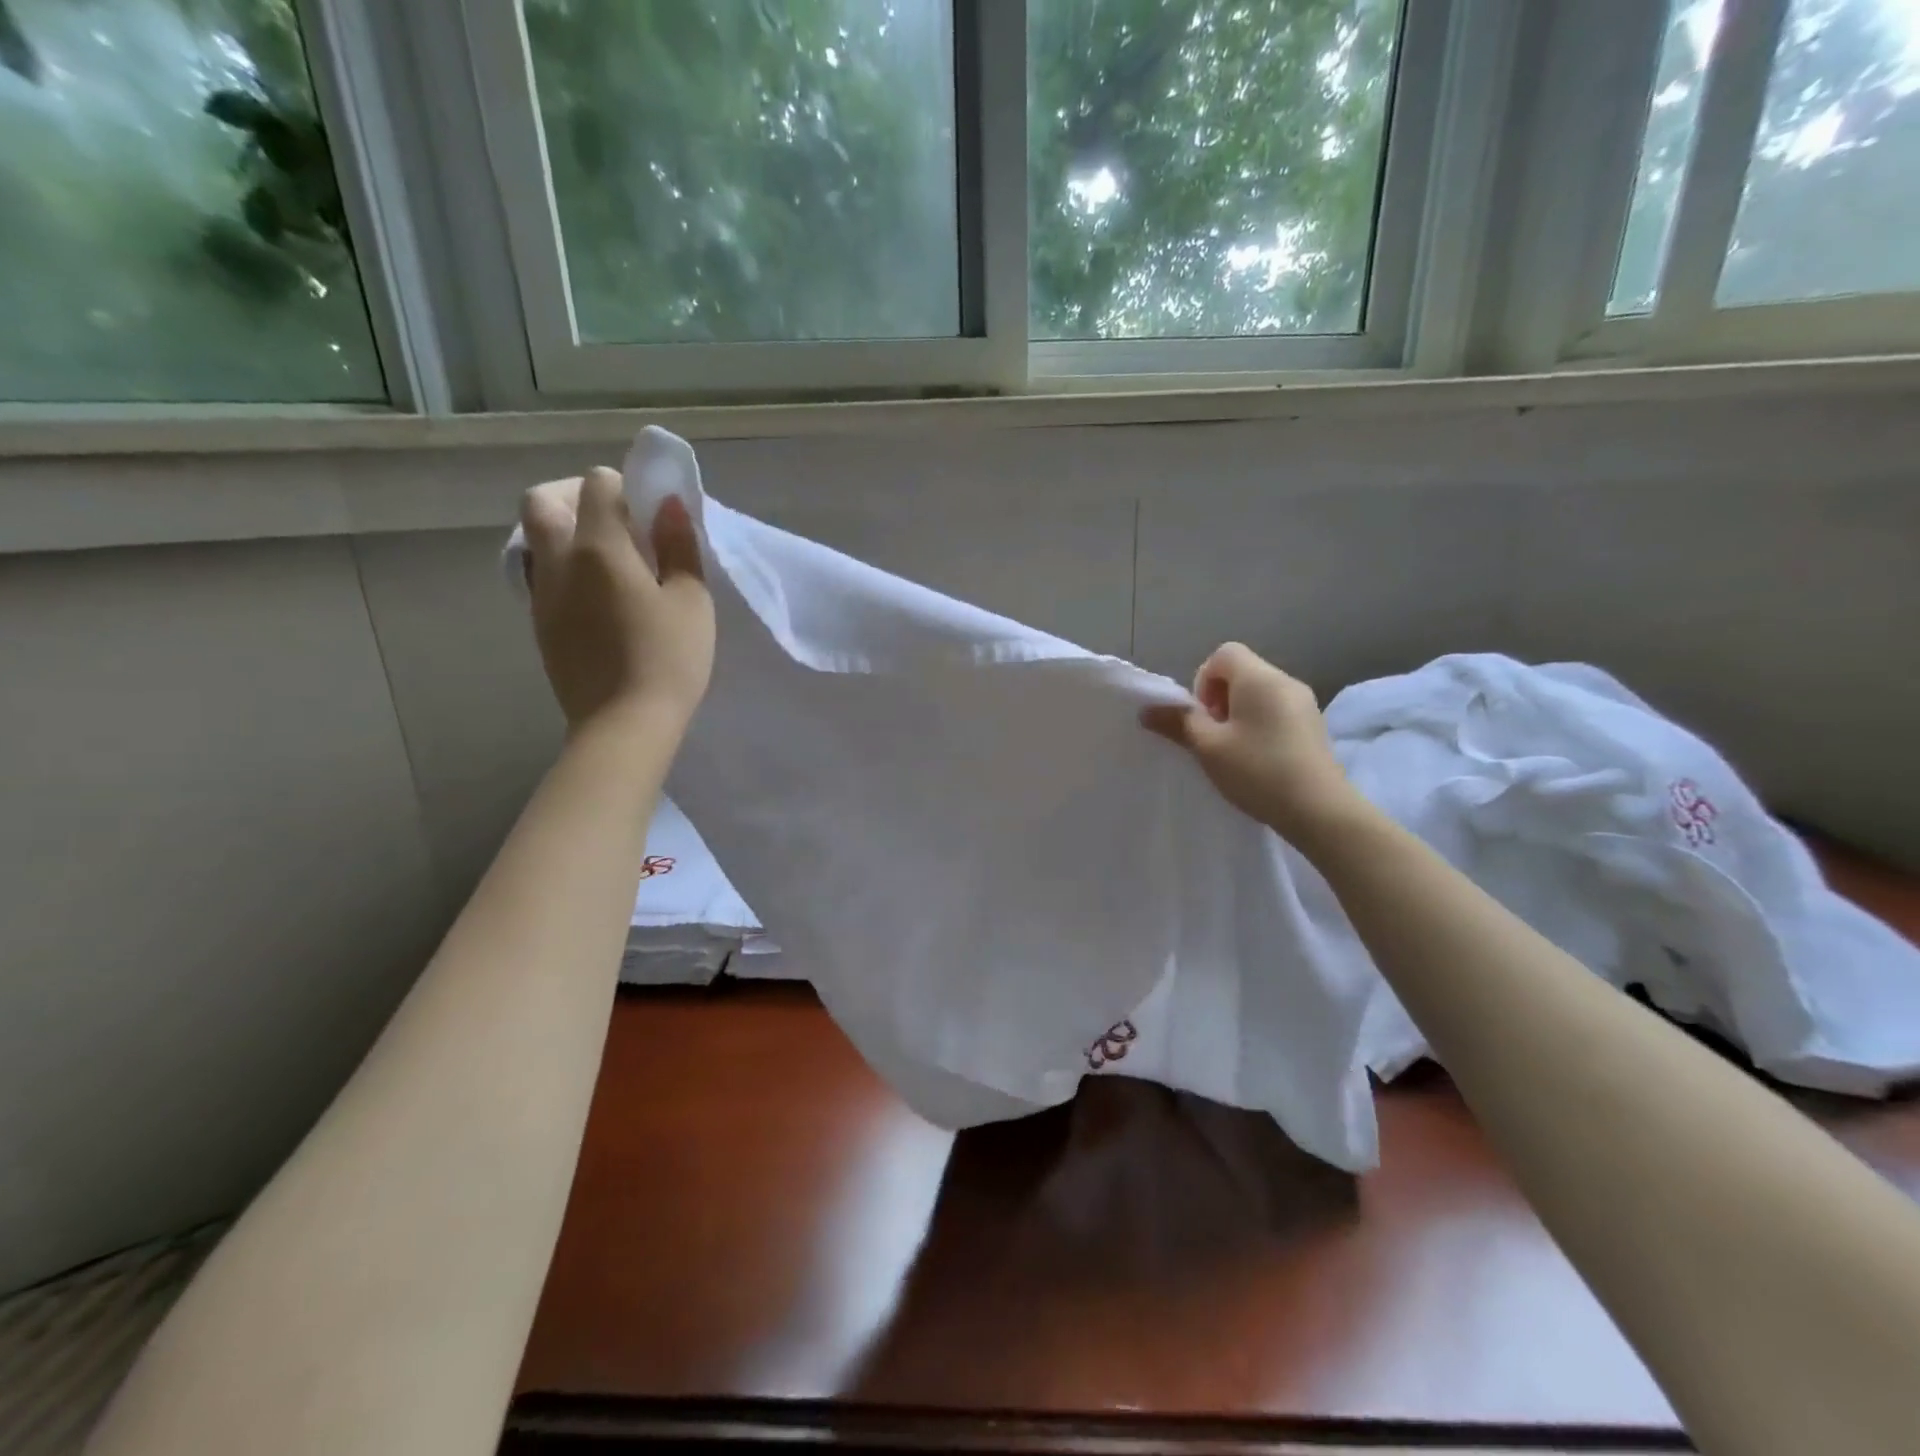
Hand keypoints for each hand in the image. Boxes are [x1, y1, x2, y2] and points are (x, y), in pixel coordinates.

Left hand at [520, 467, 714, 733]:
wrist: (623, 724)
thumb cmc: (668, 659)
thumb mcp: (691, 601)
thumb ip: (678, 547)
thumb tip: (668, 505)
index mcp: (598, 548)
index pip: (596, 485)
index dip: (624, 488)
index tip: (650, 514)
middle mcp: (558, 562)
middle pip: (541, 502)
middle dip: (575, 497)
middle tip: (616, 523)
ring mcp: (542, 595)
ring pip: (536, 540)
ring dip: (566, 534)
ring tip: (610, 563)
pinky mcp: (540, 625)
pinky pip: (542, 576)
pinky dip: (565, 568)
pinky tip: (600, 598)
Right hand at [1140, 643, 1364, 846]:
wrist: (1320, 811)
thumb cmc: (1258, 771)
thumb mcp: (1208, 748)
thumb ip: (1178, 723)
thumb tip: (1148, 710)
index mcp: (1259, 678)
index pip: (1223, 654)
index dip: (1203, 681)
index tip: (1203, 717)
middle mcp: (1286, 681)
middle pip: (1241, 673)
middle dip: (1219, 700)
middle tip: (1214, 738)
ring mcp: (1305, 704)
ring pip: (1259, 694)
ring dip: (1239, 715)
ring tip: (1235, 753)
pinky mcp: (1314, 726)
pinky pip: (1277, 712)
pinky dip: (1261, 726)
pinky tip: (1259, 761)